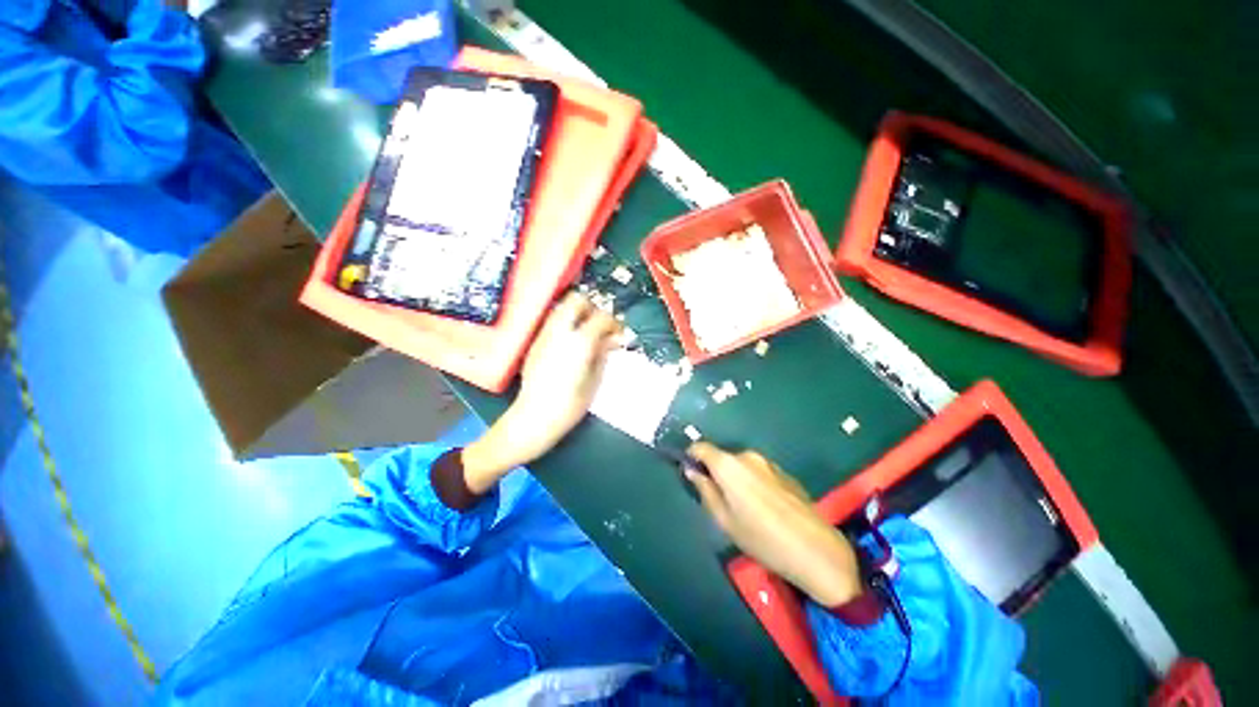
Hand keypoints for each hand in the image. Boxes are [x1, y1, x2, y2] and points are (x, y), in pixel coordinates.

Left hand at [462, 293, 620, 490]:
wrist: (535, 416)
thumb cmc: (571, 404)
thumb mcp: (595, 379)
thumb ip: (603, 353)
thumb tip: (612, 339)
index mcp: (580, 342)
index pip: (601, 318)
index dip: (614, 323)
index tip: (619, 334)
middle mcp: (560, 331)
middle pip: (576, 301)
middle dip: (592, 308)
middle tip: (601, 326)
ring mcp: (545, 335)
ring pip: (562, 308)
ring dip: (577, 314)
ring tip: (586, 331)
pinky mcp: (535, 343)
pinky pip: (552, 322)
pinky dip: (565, 324)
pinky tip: (571, 341)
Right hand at [686, 443, 862, 605]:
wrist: (815, 550)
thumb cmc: (761, 538)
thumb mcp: (724, 520)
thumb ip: (704, 490)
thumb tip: (691, 471)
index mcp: (729, 465)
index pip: (701, 447)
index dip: (691, 456)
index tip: (690, 472)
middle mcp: (748, 456)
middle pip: (722, 457)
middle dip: (715, 472)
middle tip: (718, 500)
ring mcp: (769, 462)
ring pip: (741, 465)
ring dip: (735, 478)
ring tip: (743, 507)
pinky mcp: (784, 472)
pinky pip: (759, 472)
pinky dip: (753, 482)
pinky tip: (764, 508)